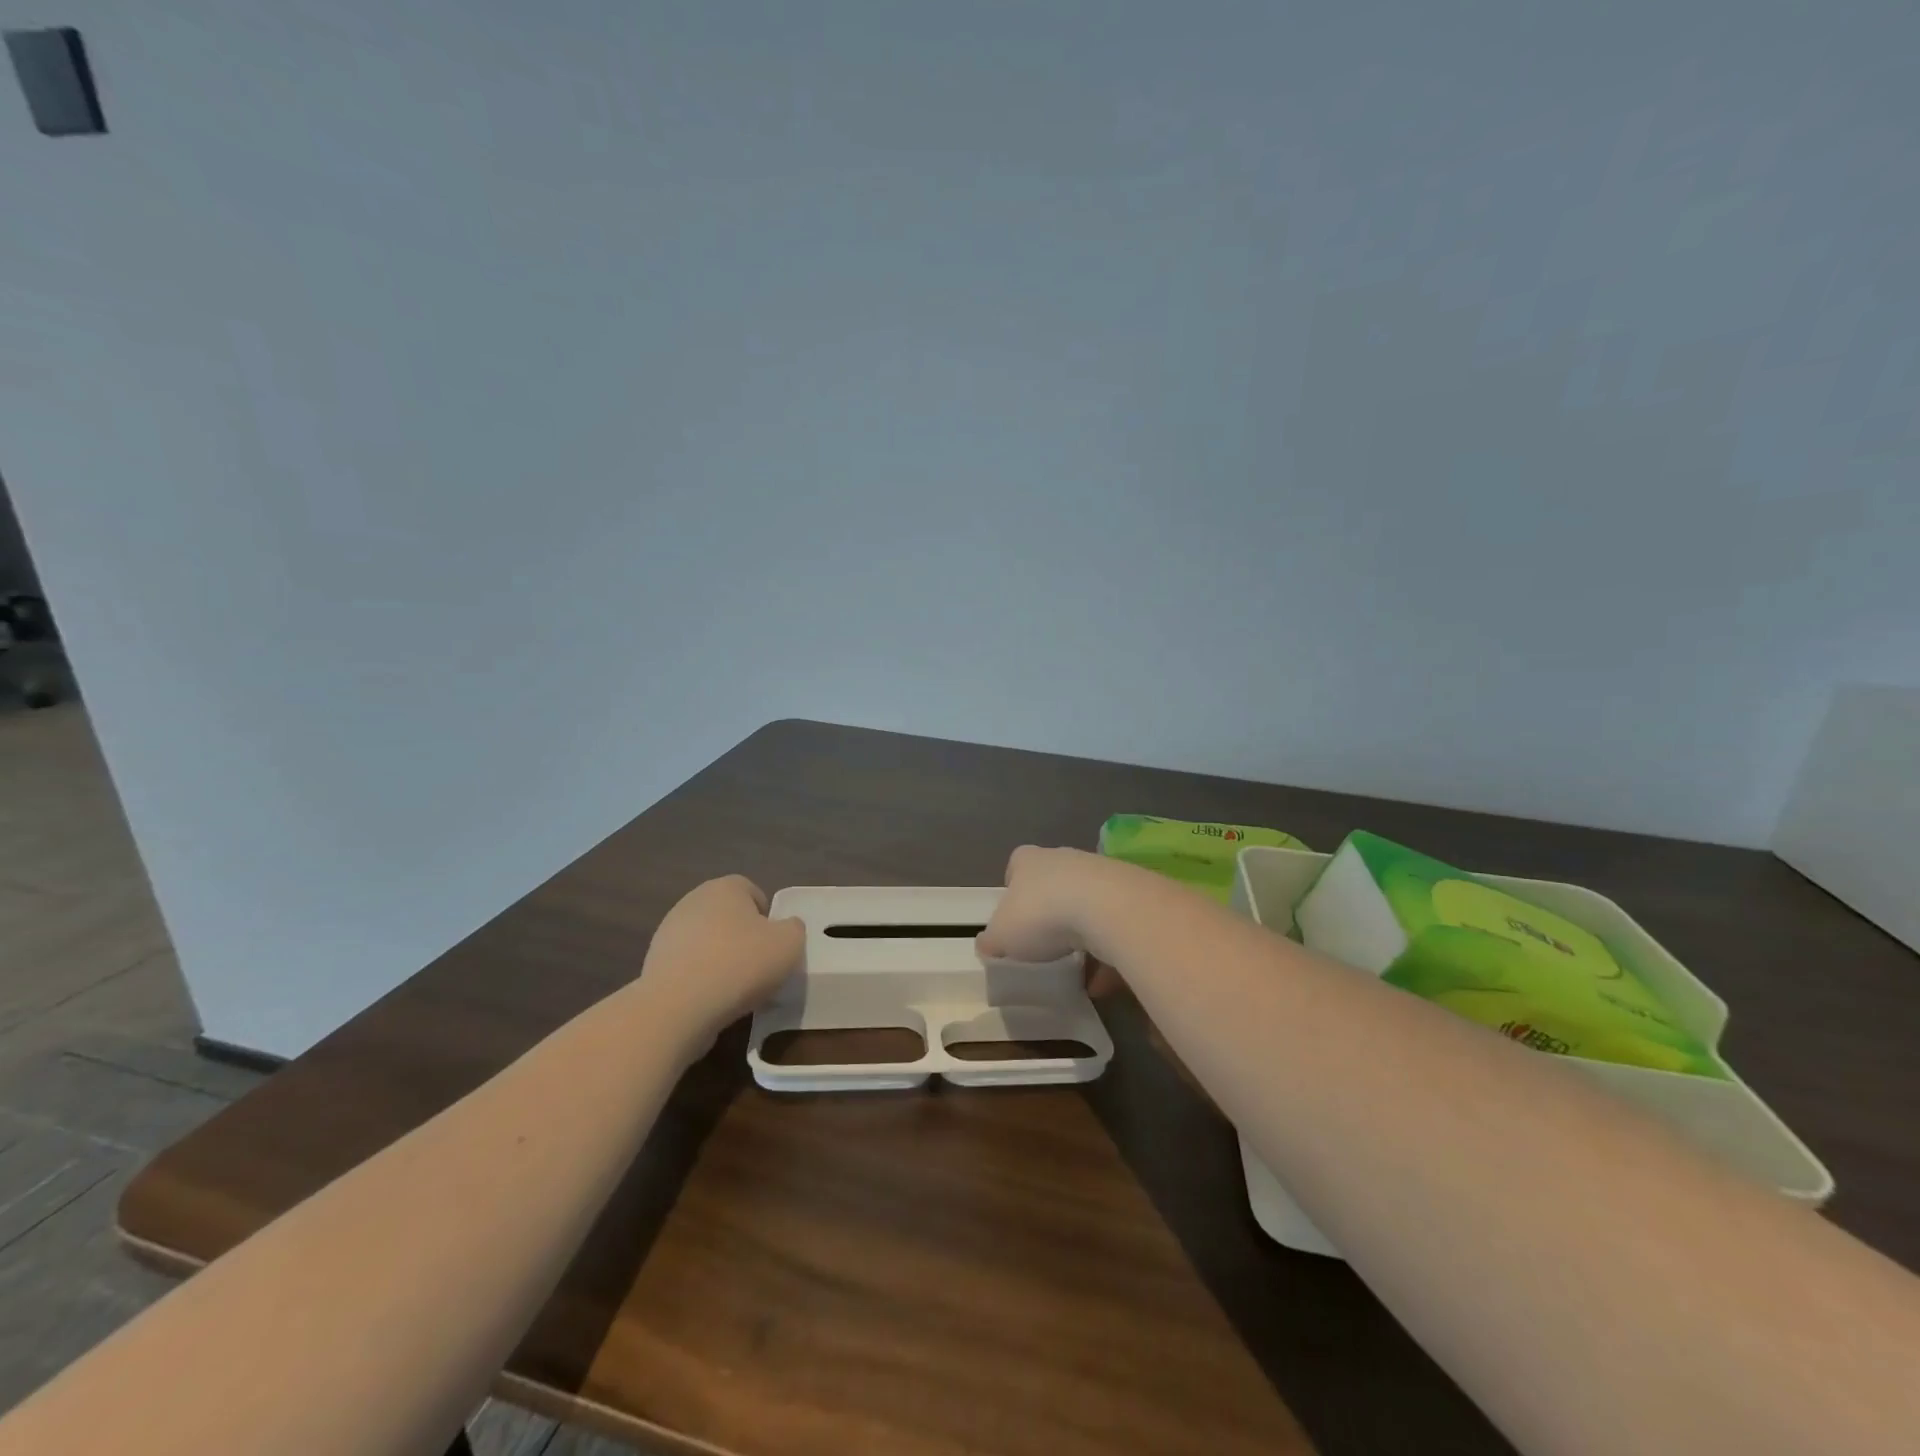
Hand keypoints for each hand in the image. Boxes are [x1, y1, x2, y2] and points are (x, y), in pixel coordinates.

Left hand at [641, 876, 803, 1039]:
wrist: (677, 1007)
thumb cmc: (740, 965)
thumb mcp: (790, 943)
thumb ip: (794, 928)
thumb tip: (785, 929)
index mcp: (725, 887)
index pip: (752, 891)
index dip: (768, 918)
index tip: (774, 945)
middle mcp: (693, 901)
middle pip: (728, 916)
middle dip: (743, 937)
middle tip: (759, 966)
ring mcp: (668, 932)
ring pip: (707, 942)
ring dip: (721, 959)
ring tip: (735, 990)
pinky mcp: (654, 964)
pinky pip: (689, 966)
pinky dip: (701, 979)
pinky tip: (710, 1000)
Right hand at [976, 845, 1118, 963]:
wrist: (1107, 908)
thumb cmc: (1041, 915)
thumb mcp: (1001, 936)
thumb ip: (991, 941)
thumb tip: (987, 945)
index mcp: (1028, 861)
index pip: (1016, 866)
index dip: (1013, 890)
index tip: (1014, 918)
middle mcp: (1063, 858)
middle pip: (1053, 884)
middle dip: (1050, 913)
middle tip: (1044, 946)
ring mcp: (1099, 873)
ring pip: (1085, 905)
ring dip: (1082, 935)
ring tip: (1076, 970)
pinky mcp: (1128, 893)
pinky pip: (1112, 925)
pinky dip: (1107, 951)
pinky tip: (1103, 981)